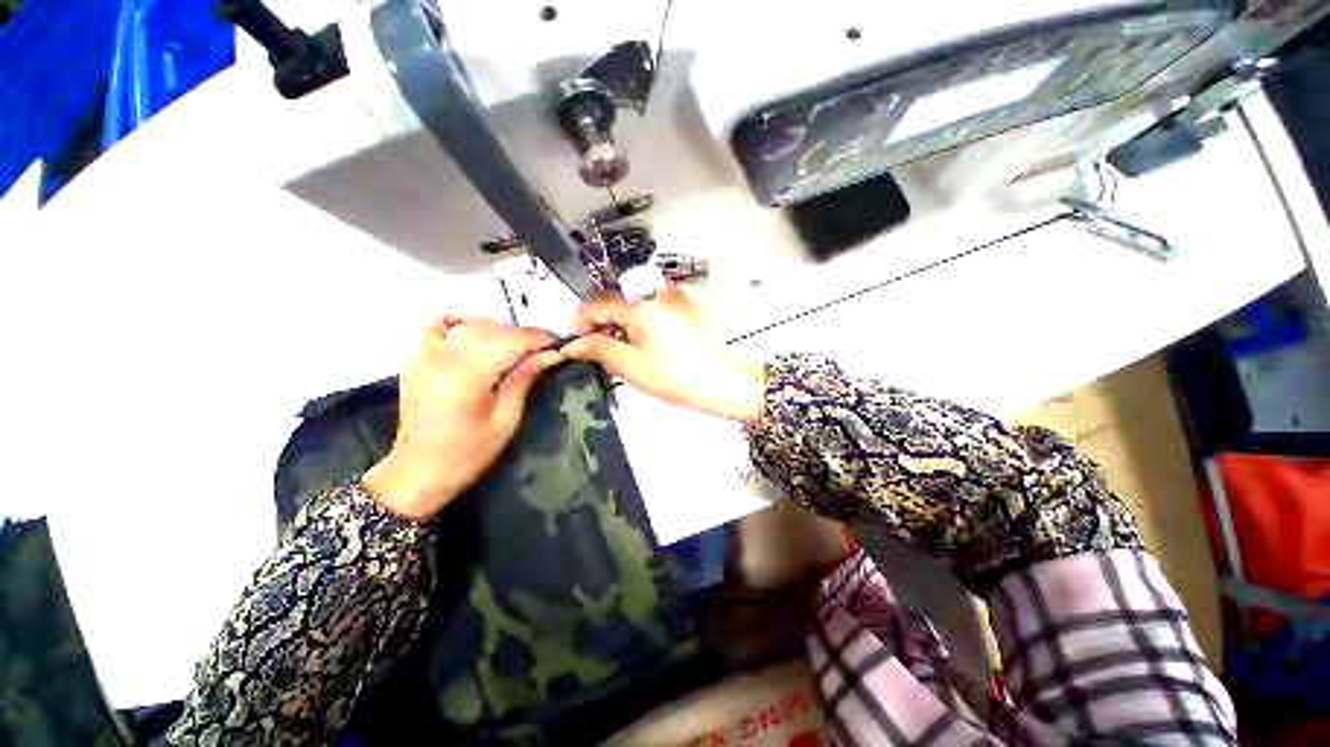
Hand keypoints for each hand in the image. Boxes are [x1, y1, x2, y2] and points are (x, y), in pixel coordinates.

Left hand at [363, 316, 562, 520]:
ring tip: (515, 347)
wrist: (418, 472)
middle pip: (492, 330)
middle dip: (522, 335)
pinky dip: (460, 323)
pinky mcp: (416, 358)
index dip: (538, 339)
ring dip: (498, 330)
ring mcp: (424, 355)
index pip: (510, 342)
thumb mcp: (506, 420)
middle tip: (542, 350)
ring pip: (470, 325)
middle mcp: (443, 359)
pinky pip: (438, 326)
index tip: (559, 344)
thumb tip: (551, 354)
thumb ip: (524, 379)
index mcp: (467, 378)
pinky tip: (476, 333)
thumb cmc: (468, 453)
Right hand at [562, 285, 767, 422]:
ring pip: (632, 304)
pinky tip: (640, 345)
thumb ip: (598, 348)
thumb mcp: (630, 365)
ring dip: (619, 324)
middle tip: (595, 351)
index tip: (573, 342)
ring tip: (618, 352)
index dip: (579, 323)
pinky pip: (650, 307)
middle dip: (600, 324)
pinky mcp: (683, 306)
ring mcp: (672, 296)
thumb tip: (574, 343)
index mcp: (639, 303)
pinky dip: (638, 323)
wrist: (722, 382)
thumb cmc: (676, 376)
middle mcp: (655, 290)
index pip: (596, 305)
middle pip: (615, 301)